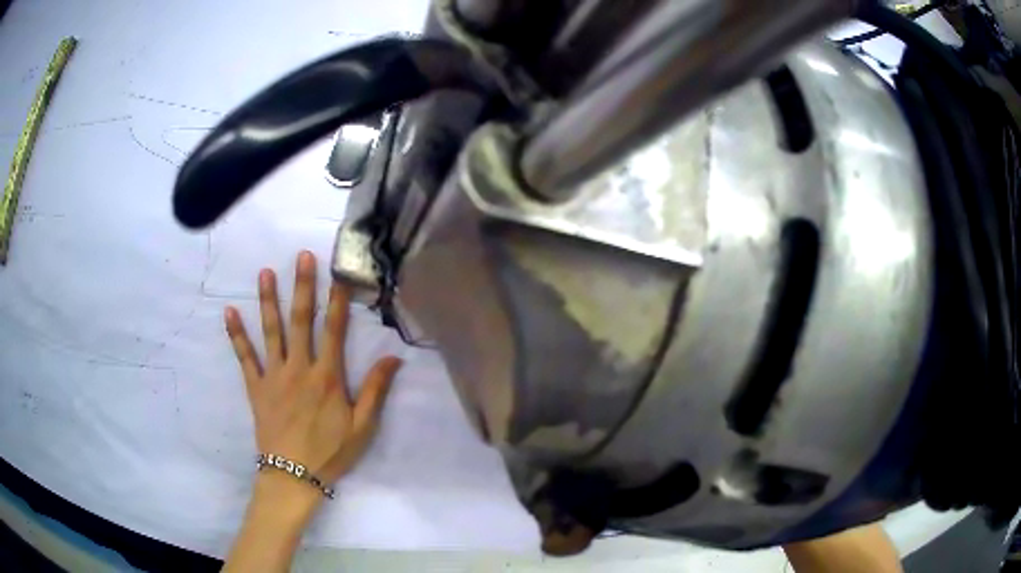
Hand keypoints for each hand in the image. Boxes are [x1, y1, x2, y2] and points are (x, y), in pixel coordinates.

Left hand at [224, 250, 402, 493]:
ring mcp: (274, 375)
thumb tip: (393, 358)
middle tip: (302, 256)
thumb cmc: (330, 452)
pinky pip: (244, 357)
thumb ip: (376, 390)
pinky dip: (236, 334)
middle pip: (301, 321)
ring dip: (268, 300)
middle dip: (302, 286)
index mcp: (327, 377)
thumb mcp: (362, 427)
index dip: (338, 301)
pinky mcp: (256, 387)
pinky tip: (229, 312)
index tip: (339, 274)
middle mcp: (299, 368)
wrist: (293, 475)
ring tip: (265, 272)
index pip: (334, 331)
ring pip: (271, 331)